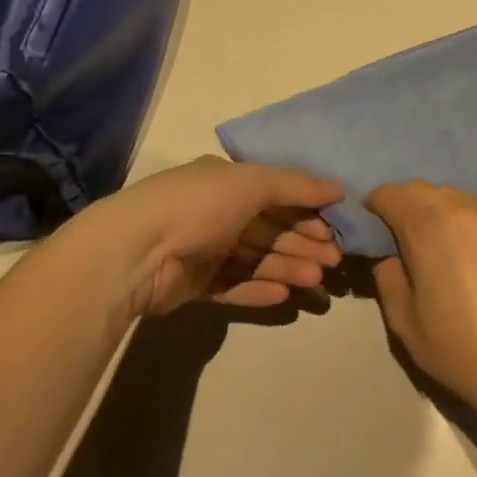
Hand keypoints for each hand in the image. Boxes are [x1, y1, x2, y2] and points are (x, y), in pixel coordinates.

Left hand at [84, 157, 344, 315]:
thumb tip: (340, 186)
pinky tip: (284, 295)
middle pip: (269, 228)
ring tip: (316, 281)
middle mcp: (216, 211)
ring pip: (255, 258)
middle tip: (334, 261)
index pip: (275, 194)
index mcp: (226, 181)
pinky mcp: (195, 283)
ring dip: (287, 267)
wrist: (137, 250)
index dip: (306, 209)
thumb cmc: (199, 205)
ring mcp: (204, 248)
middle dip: (302, 242)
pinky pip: (234, 284)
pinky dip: (258, 288)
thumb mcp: (252, 183)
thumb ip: (297, 186)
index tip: (334, 228)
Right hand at [367, 182, 476, 422]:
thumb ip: (387, 277)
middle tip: (400, 238)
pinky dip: (466, 215)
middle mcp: (460, 208)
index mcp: (426, 227)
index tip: (371, 231)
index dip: (373, 208)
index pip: (389, 194)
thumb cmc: (458, 348)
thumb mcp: (403, 320)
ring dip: (435, 207)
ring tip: (437, 241)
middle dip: (402, 205)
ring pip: (451, 194)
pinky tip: (469, 245)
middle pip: (419, 188)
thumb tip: (387, 256)